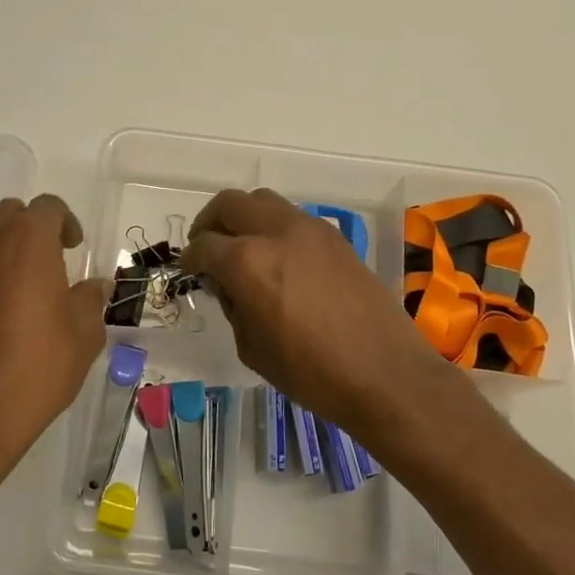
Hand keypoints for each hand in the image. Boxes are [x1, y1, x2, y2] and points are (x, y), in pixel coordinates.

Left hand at [0, 194, 109, 493]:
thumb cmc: (36, 368)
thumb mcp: (84, 336)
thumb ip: (89, 300)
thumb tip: (94, 286)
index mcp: (26, 240)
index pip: (48, 207)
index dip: (65, 223)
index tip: (72, 249)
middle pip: (5, 217)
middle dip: (25, 234)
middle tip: (40, 269)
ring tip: (3, 300)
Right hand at [182, 189, 462, 441]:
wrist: (385, 373)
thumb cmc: (311, 373)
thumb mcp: (252, 347)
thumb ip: (233, 305)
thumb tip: (227, 284)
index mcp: (248, 261)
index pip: (204, 246)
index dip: (189, 259)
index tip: (189, 270)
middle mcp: (276, 232)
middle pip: (229, 204)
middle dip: (210, 223)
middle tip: (206, 248)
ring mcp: (309, 229)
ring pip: (262, 201)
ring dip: (244, 218)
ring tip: (242, 248)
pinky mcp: (335, 236)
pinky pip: (292, 217)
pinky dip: (274, 227)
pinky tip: (278, 259)